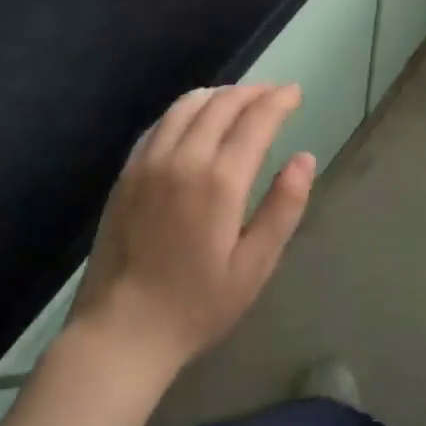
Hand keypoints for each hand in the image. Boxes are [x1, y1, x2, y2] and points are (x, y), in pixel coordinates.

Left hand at [71, 85, 313, 380]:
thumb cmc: (196, 305)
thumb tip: (305, 158)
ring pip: (188, 104)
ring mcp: (150, 161)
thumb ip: (283, 207)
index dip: (279, 100)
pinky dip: (186, 110)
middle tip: (273, 94)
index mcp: (219, 180)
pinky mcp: (128, 172)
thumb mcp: (254, 267)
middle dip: (253, 92)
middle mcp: (183, 158)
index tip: (295, 92)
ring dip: (219, 94)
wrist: (120, 333)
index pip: (256, 119)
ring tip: (238, 100)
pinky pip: (160, 122)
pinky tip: (195, 120)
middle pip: (222, 103)